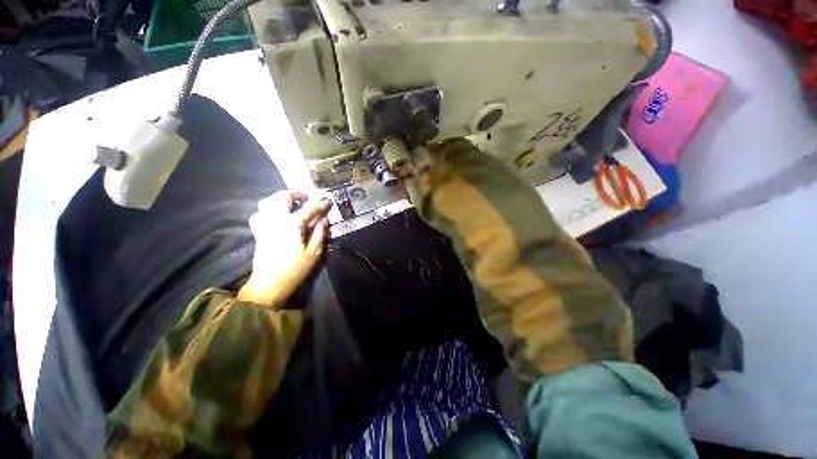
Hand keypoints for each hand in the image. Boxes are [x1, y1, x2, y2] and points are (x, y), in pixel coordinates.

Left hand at [238, 191, 331, 305]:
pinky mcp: (258, 232)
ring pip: (267, 202)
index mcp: (292, 224)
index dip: (320, 204)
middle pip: (282, 197)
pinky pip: (259, 214)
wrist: (269, 284)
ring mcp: (264, 225)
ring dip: (280, 199)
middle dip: (296, 194)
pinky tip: (275, 216)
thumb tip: (324, 219)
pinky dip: (268, 210)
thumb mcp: (314, 252)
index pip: (309, 209)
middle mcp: (276, 220)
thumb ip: (320, 233)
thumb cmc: (295, 269)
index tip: (328, 201)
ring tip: (291, 204)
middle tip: (307, 198)